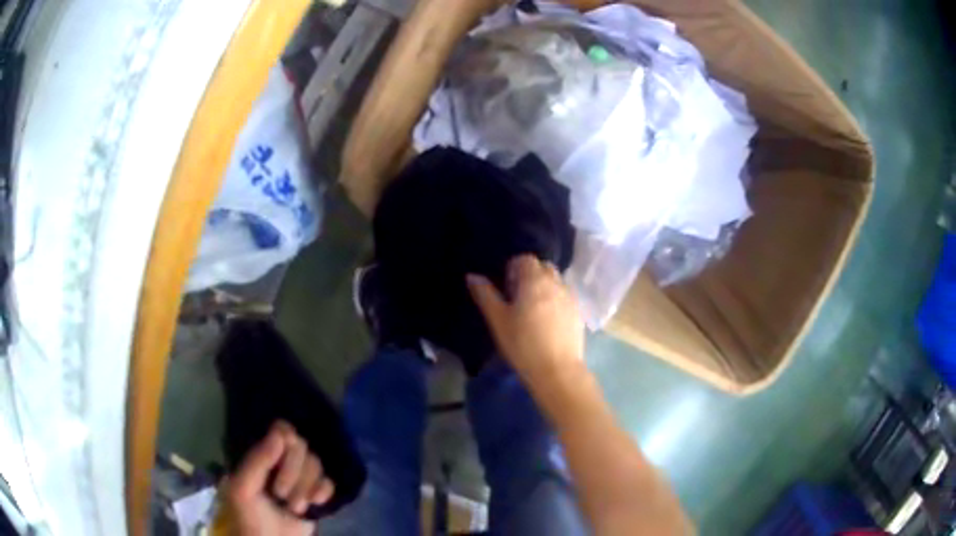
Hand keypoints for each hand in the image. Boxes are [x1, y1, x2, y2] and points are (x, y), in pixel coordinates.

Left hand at [225, 421, 334, 535]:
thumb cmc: (249, 515)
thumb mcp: (243, 488)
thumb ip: (258, 461)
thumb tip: (281, 433)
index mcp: (262, 454)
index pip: (281, 430)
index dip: (287, 439)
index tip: (285, 449)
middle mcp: (282, 461)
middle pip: (301, 446)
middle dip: (293, 472)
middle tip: (280, 493)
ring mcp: (301, 477)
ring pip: (316, 463)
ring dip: (305, 487)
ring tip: (294, 507)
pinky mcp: (316, 493)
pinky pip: (328, 481)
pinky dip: (323, 491)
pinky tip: (315, 503)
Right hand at [467, 254, 584, 386]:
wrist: (557, 370)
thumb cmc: (523, 344)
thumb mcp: (498, 320)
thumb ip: (486, 295)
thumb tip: (472, 276)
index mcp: (535, 280)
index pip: (526, 259)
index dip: (514, 268)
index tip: (506, 286)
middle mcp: (556, 283)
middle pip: (543, 267)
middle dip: (530, 275)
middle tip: (517, 296)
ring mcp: (570, 297)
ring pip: (556, 281)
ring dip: (544, 287)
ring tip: (532, 309)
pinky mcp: (578, 312)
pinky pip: (564, 296)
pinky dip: (555, 300)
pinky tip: (547, 321)